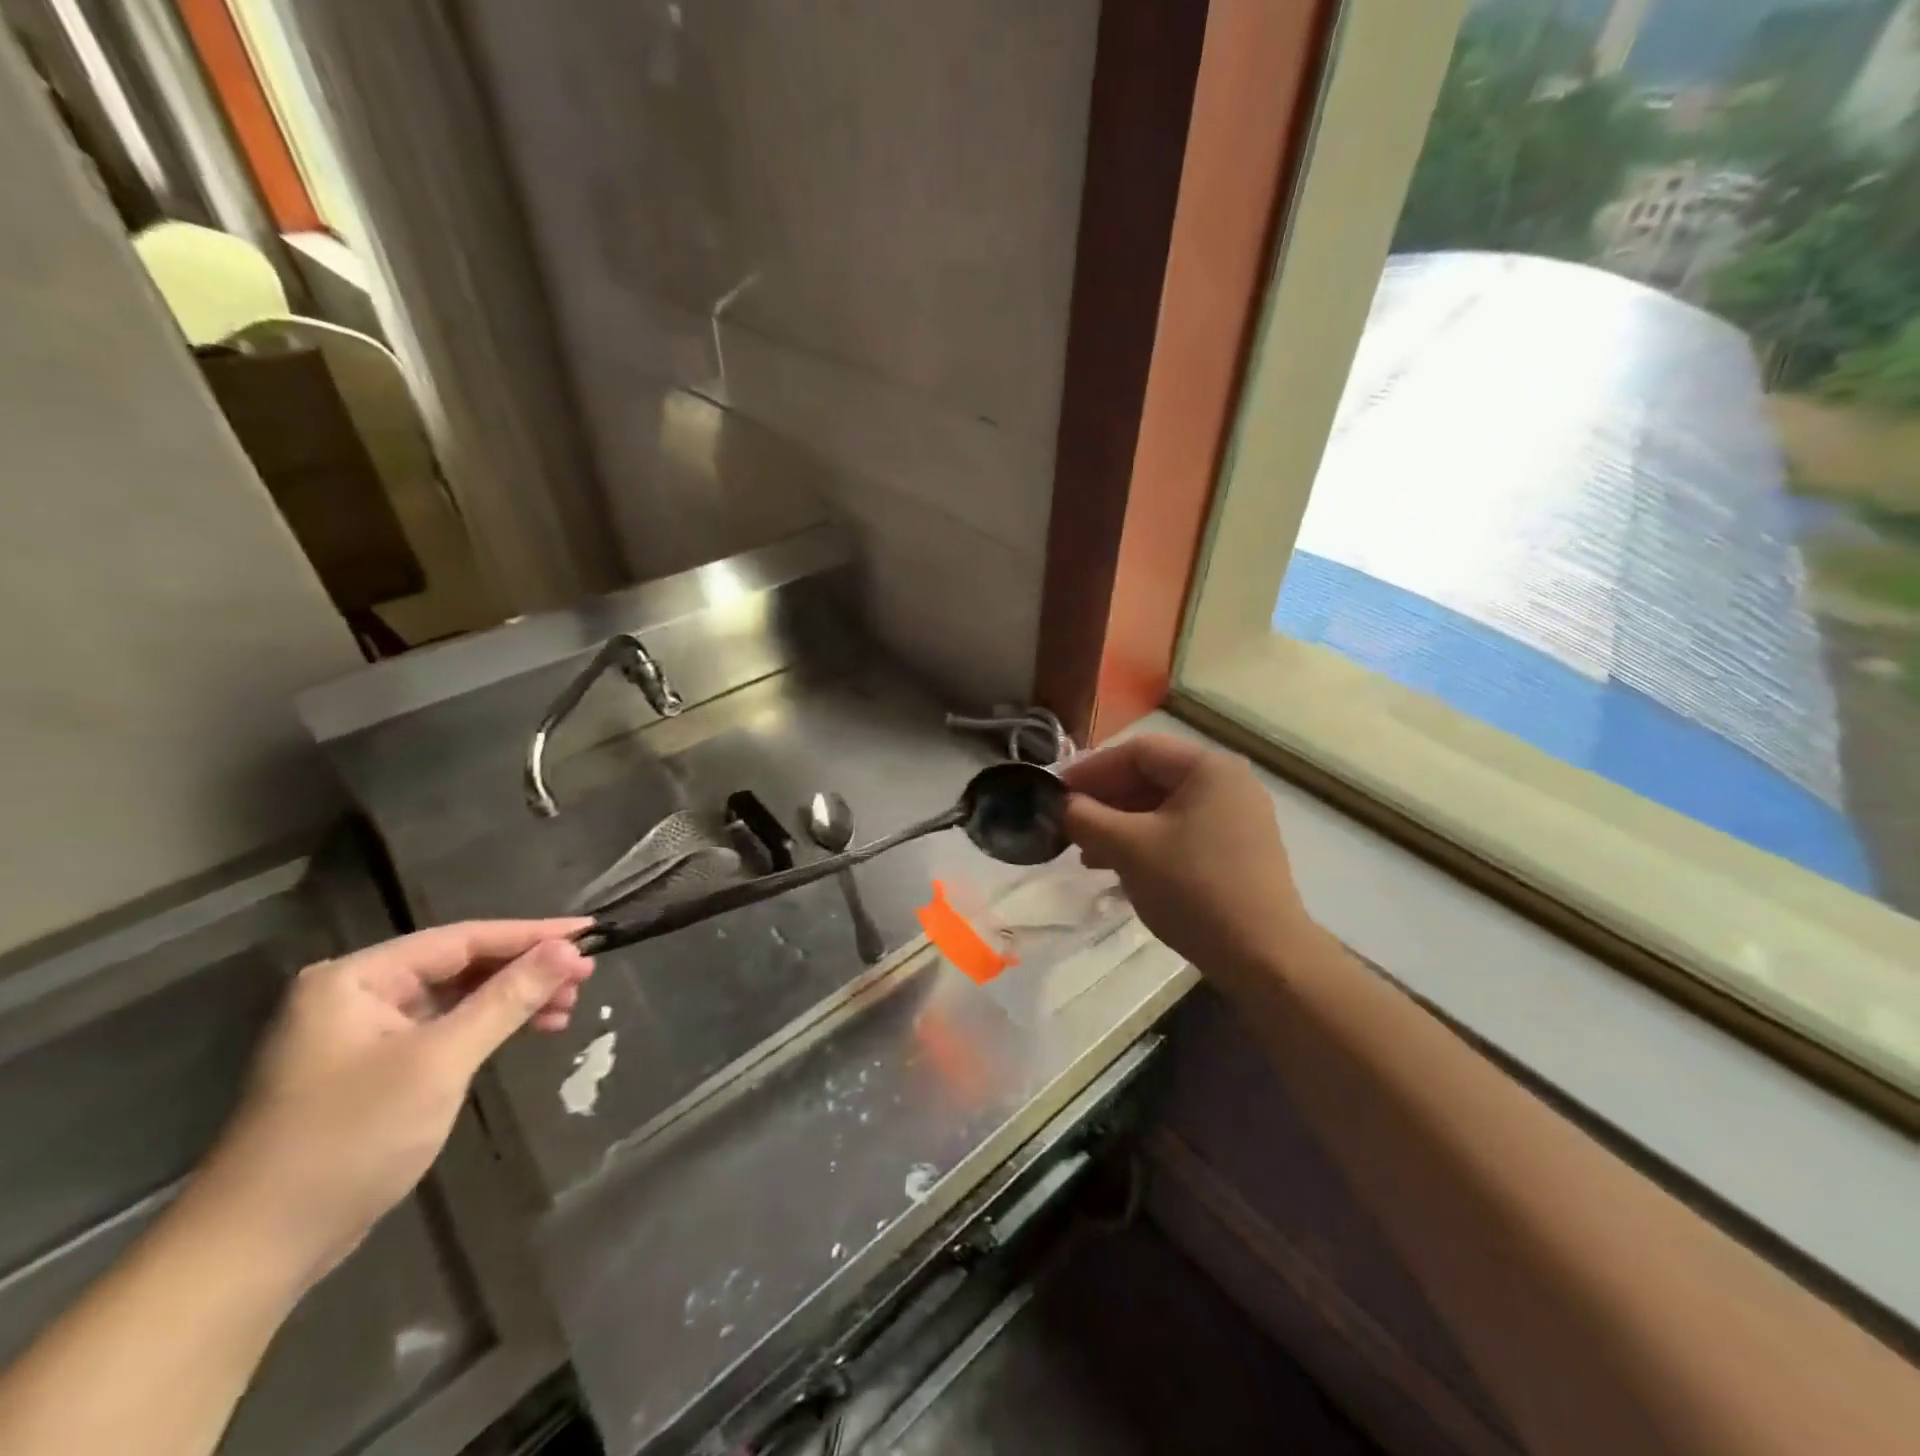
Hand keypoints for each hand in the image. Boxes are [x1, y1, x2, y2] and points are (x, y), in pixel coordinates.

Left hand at [186, 920, 593, 1292]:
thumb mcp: (440, 1061)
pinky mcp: (375, 1067)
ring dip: (514, 999)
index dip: (533, 934)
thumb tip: (569, 949)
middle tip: (586, 976)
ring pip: (458, 996)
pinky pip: (446, 1027)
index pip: (463, 938)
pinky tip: (528, 1030)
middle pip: (461, 963)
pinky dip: (489, 1027)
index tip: (590, 933)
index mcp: (357, 978)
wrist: (256, 1251)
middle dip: (526, 969)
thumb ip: (508, 998)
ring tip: (567, 1006)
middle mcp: (357, 993)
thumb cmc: (349, 1140)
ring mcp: (363, 1032)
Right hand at [1063, 736, 1312, 982]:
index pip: (1137, 751)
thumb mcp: (1128, 848)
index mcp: (1208, 768)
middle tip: (1068, 823)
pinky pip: (1180, 831)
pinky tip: (1119, 867)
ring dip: (1120, 825)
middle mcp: (1227, 783)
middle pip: (1151, 777)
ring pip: (1163, 807)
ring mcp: (1236, 817)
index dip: (1091, 769)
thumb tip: (1061, 805)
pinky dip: (1146, 842)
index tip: (1056, 792)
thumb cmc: (1193, 888)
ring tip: (1086, 853)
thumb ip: (1085, 818)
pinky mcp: (1237, 850)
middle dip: (1105, 800)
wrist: (1263, 956)